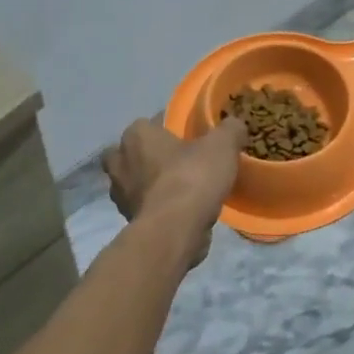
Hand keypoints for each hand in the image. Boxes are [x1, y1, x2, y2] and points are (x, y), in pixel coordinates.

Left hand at [102, 116, 246, 267]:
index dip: (173, 127)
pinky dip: (158, 207)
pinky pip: (145, 206)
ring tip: (184, 188)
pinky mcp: (129, 220)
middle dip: (152, 156)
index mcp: (136, 135)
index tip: (193, 136)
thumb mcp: (222, 145)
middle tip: (181, 161)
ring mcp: (120, 194)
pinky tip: (182, 210)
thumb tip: (234, 124)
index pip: (152, 122)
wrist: (173, 231)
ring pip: (136, 181)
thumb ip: (229, 129)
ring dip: (153, 183)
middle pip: (136, 152)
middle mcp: (120, 161)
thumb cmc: (192, 178)